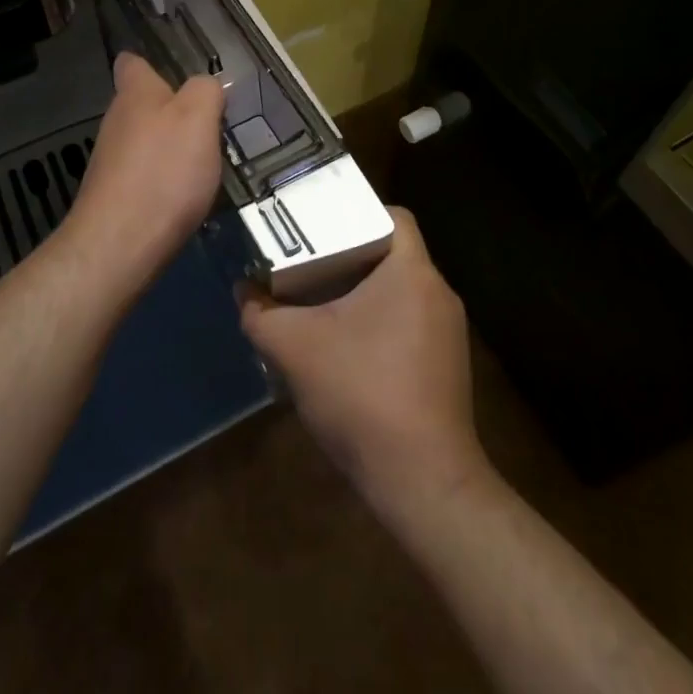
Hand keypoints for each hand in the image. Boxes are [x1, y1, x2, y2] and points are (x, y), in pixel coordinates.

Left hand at [68, 52, 225, 274]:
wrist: (120, 245)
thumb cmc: (164, 171)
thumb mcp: (199, 118)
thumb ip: (206, 92)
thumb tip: (205, 86)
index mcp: (135, 94)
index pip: (132, 63)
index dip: (152, 64)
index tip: (176, 73)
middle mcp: (117, 122)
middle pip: (142, 105)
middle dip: (171, 111)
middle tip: (209, 124)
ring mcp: (111, 161)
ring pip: (145, 142)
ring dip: (170, 149)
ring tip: (205, 164)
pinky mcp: (115, 197)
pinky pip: (145, 176)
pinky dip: (164, 182)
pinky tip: (186, 197)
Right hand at [240, 206, 486, 517]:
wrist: (423, 482)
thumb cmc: (362, 394)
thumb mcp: (295, 349)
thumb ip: (261, 314)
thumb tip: (242, 290)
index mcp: (412, 271)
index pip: (394, 215)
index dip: (358, 211)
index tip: (322, 225)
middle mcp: (439, 292)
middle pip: (393, 253)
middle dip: (351, 254)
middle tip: (309, 261)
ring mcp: (449, 331)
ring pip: (402, 291)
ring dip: (365, 292)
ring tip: (321, 301)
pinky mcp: (449, 365)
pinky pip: (411, 322)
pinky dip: (381, 322)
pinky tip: (348, 348)